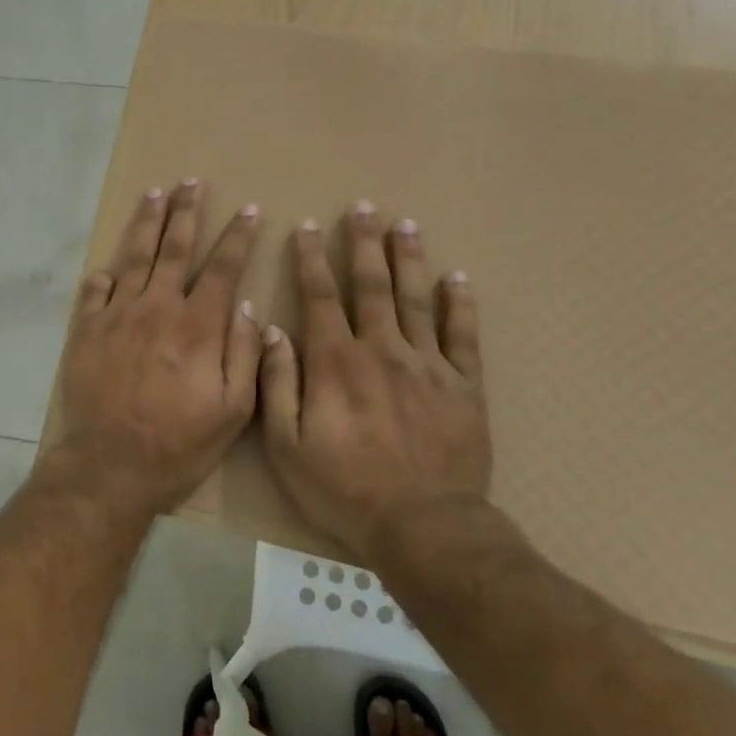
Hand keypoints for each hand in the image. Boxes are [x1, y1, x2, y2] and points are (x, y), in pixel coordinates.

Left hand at [46, 180, 263, 518]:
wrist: (110, 465)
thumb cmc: (179, 444)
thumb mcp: (232, 411)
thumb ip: (243, 355)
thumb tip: (244, 308)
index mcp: (197, 326)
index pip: (223, 268)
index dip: (238, 236)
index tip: (249, 209)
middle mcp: (157, 308)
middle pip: (174, 248)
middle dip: (185, 211)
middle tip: (190, 182)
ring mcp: (117, 315)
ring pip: (134, 257)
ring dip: (146, 223)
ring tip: (153, 195)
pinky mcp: (86, 330)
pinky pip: (95, 291)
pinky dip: (104, 275)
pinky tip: (108, 266)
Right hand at [258, 203, 490, 561]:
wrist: (424, 527)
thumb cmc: (345, 489)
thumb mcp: (287, 445)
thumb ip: (278, 384)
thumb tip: (271, 331)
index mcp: (336, 362)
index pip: (320, 297)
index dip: (312, 259)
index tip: (308, 227)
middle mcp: (382, 350)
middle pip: (372, 286)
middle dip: (365, 244)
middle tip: (364, 208)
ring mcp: (429, 365)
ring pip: (417, 299)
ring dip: (409, 259)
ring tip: (405, 225)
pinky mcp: (464, 386)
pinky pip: (463, 336)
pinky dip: (460, 305)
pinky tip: (457, 278)